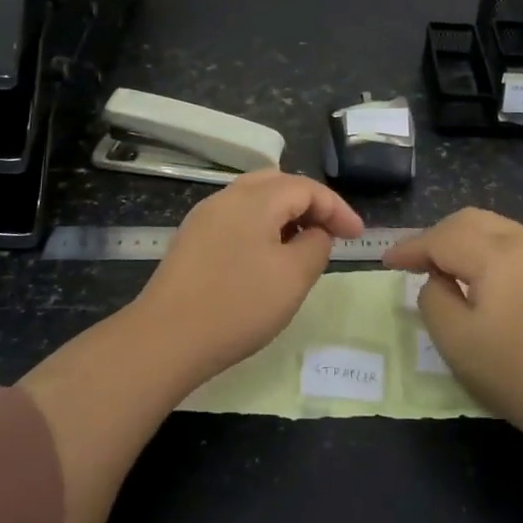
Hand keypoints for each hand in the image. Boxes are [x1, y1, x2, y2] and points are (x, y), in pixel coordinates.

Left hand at [132, 169, 364, 376]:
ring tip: (303, 245)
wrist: (165, 338)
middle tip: (331, 233)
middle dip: (310, 205)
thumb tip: (316, 233)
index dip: (337, 209)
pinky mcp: (191, 239)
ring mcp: (204, 216)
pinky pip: (236, 219)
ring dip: (285, 216)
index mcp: (256, 198)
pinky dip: (261, 227)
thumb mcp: (294, 277)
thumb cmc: (238, 305)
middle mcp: (228, 196)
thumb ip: (316, 245)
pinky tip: (266, 258)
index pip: (307, 188)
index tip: (358, 237)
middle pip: (279, 184)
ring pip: (255, 200)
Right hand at [384, 208, 522, 440]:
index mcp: (495, 254)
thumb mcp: (454, 340)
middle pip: (468, 220)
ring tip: (441, 266)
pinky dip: (485, 248)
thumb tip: (436, 279)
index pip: (441, 237)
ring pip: (492, 227)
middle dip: (435, 236)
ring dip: (461, 239)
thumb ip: (432, 298)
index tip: (385, 261)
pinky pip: (511, 242)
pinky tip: (477, 274)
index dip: (410, 248)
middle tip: (412, 262)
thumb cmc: (513, 372)